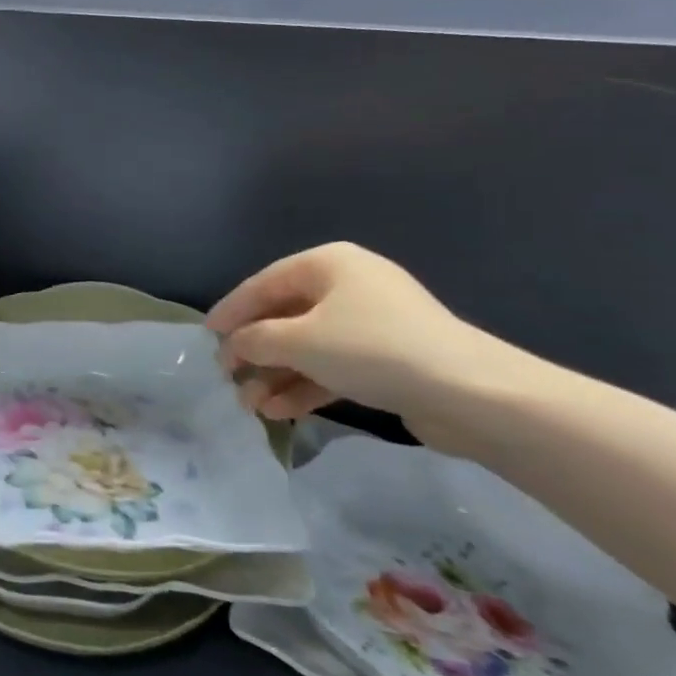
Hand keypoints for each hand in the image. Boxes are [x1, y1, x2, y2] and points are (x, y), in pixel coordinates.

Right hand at [206, 242, 516, 446]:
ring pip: (307, 347)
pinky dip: (304, 386)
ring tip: (249, 405)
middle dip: (255, 351)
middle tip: (227, 375)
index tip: (205, 336)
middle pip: (284, 317)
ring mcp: (370, 324)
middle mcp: (348, 286)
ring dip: (275, 375)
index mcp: (328, 264)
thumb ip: (255, 340)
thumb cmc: (372, 349)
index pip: (263, 283)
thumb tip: (232, 347)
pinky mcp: (386, 361)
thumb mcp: (298, 340)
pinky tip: (279, 412)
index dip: (231, 311)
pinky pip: (332, 367)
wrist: (471, 394)